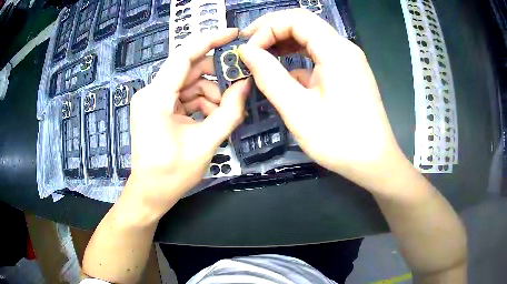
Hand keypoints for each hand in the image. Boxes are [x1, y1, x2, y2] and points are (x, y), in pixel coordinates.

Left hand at [126, 28, 250, 216]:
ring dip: (209, 94)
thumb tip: (246, 84)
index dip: (210, 40)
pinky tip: (209, 119)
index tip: (233, 34)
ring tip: (222, 115)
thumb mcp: (206, 144)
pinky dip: (199, 102)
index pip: (184, 54)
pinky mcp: (156, 108)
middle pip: (189, 69)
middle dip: (216, 77)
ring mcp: (152, 100)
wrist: (149, 193)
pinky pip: (182, 95)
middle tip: (238, 88)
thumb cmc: (172, 174)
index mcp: (157, 97)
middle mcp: (151, 92)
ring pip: (188, 83)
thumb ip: (229, 112)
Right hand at [238, 9, 408, 191]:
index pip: (295, 19)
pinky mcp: (348, 72)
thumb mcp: (298, 110)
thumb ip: (269, 76)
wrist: (374, 162)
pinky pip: (319, 54)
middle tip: (249, 46)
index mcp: (336, 51)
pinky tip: (285, 72)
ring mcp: (348, 59)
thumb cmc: (339, 140)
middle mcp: (344, 48)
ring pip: (311, 36)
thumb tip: (246, 52)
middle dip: (273, 29)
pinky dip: (298, 56)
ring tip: (261, 55)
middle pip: (303, 22)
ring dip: (284, 41)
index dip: (266, 29)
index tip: (248, 51)